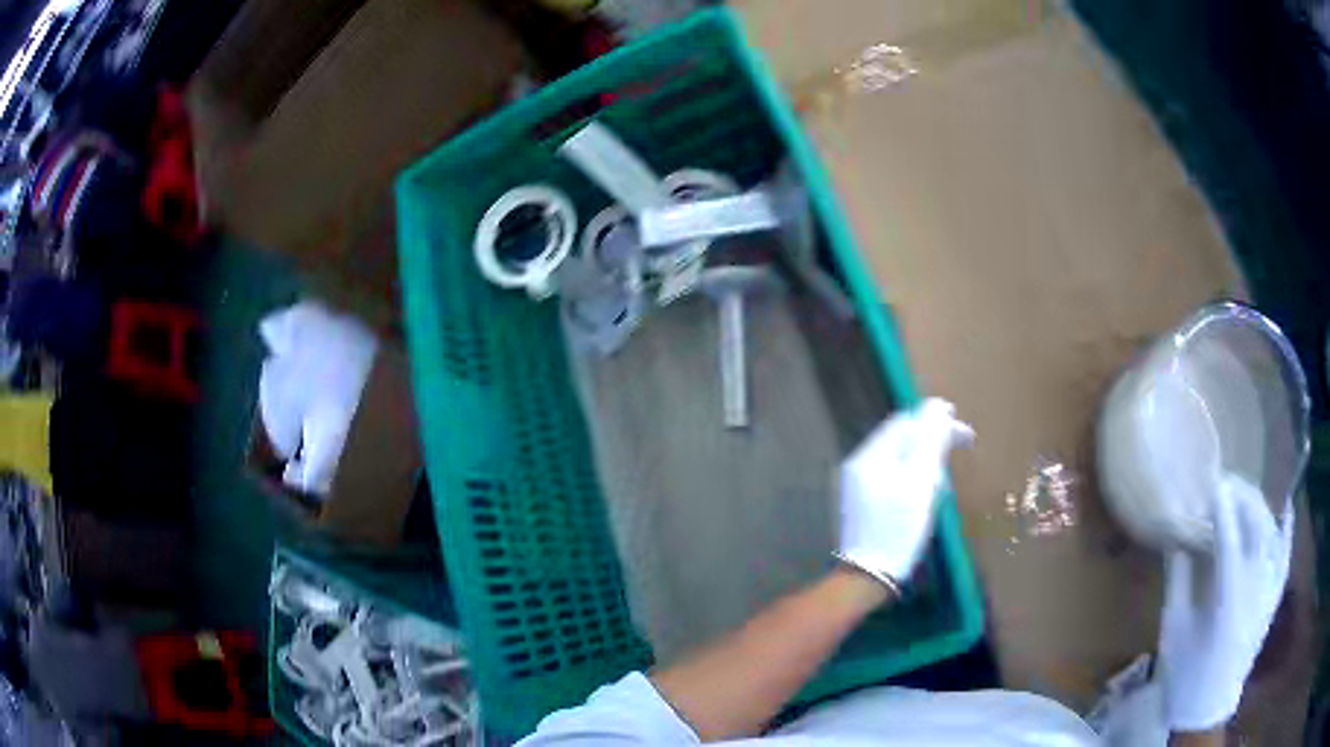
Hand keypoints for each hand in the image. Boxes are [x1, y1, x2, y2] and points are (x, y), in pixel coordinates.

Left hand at [835, 398, 973, 592]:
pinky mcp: (863, 504)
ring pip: (899, 460)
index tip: (964, 435)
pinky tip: (924, 498)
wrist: (867, 577)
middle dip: (932, 444)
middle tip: (956, 459)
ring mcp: (858, 486)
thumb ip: (929, 441)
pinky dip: (913, 480)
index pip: (906, 422)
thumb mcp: (920, 482)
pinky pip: (892, 478)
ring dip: (924, 463)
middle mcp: (859, 465)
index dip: (936, 422)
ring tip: (941, 483)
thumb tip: (938, 407)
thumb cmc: (897, 528)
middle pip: (901, 440)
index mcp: (870, 456)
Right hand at [1158, 474, 1293, 730]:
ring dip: (1261, 508)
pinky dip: (1287, 530)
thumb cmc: (1185, 673)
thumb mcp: (1174, 630)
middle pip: (1257, 528)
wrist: (1206, 709)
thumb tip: (1178, 536)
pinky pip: (1285, 556)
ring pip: (1273, 536)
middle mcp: (1255, 590)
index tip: (1214, 482)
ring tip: (1246, 495)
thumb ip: (1178, 580)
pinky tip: (1286, 509)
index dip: (1223, 506)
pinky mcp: (1273, 598)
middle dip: (1244, 498)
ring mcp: (1269, 592)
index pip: (1230, 539)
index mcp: (1227, 602)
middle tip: (1228, 483)